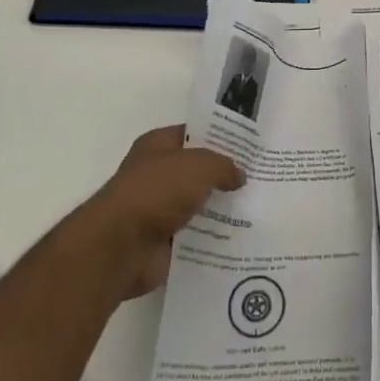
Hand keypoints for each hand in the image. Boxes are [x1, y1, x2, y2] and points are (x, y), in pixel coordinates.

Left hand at [82, 125, 243, 299]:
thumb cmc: (157, 191)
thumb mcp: (200, 166)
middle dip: (224, 175)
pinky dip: (210, 238)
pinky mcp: (161, 242)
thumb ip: (224, 166)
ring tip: (255, 208)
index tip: (249, 146)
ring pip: (197, 205)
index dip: (221, 137)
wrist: (121, 246)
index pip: (195, 134)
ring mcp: (157, 209)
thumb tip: (239, 175)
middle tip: (258, 177)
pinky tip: (239, 237)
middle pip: (197, 171)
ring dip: (219, 209)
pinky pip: (193, 236)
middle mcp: (156, 173)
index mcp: (158, 145)